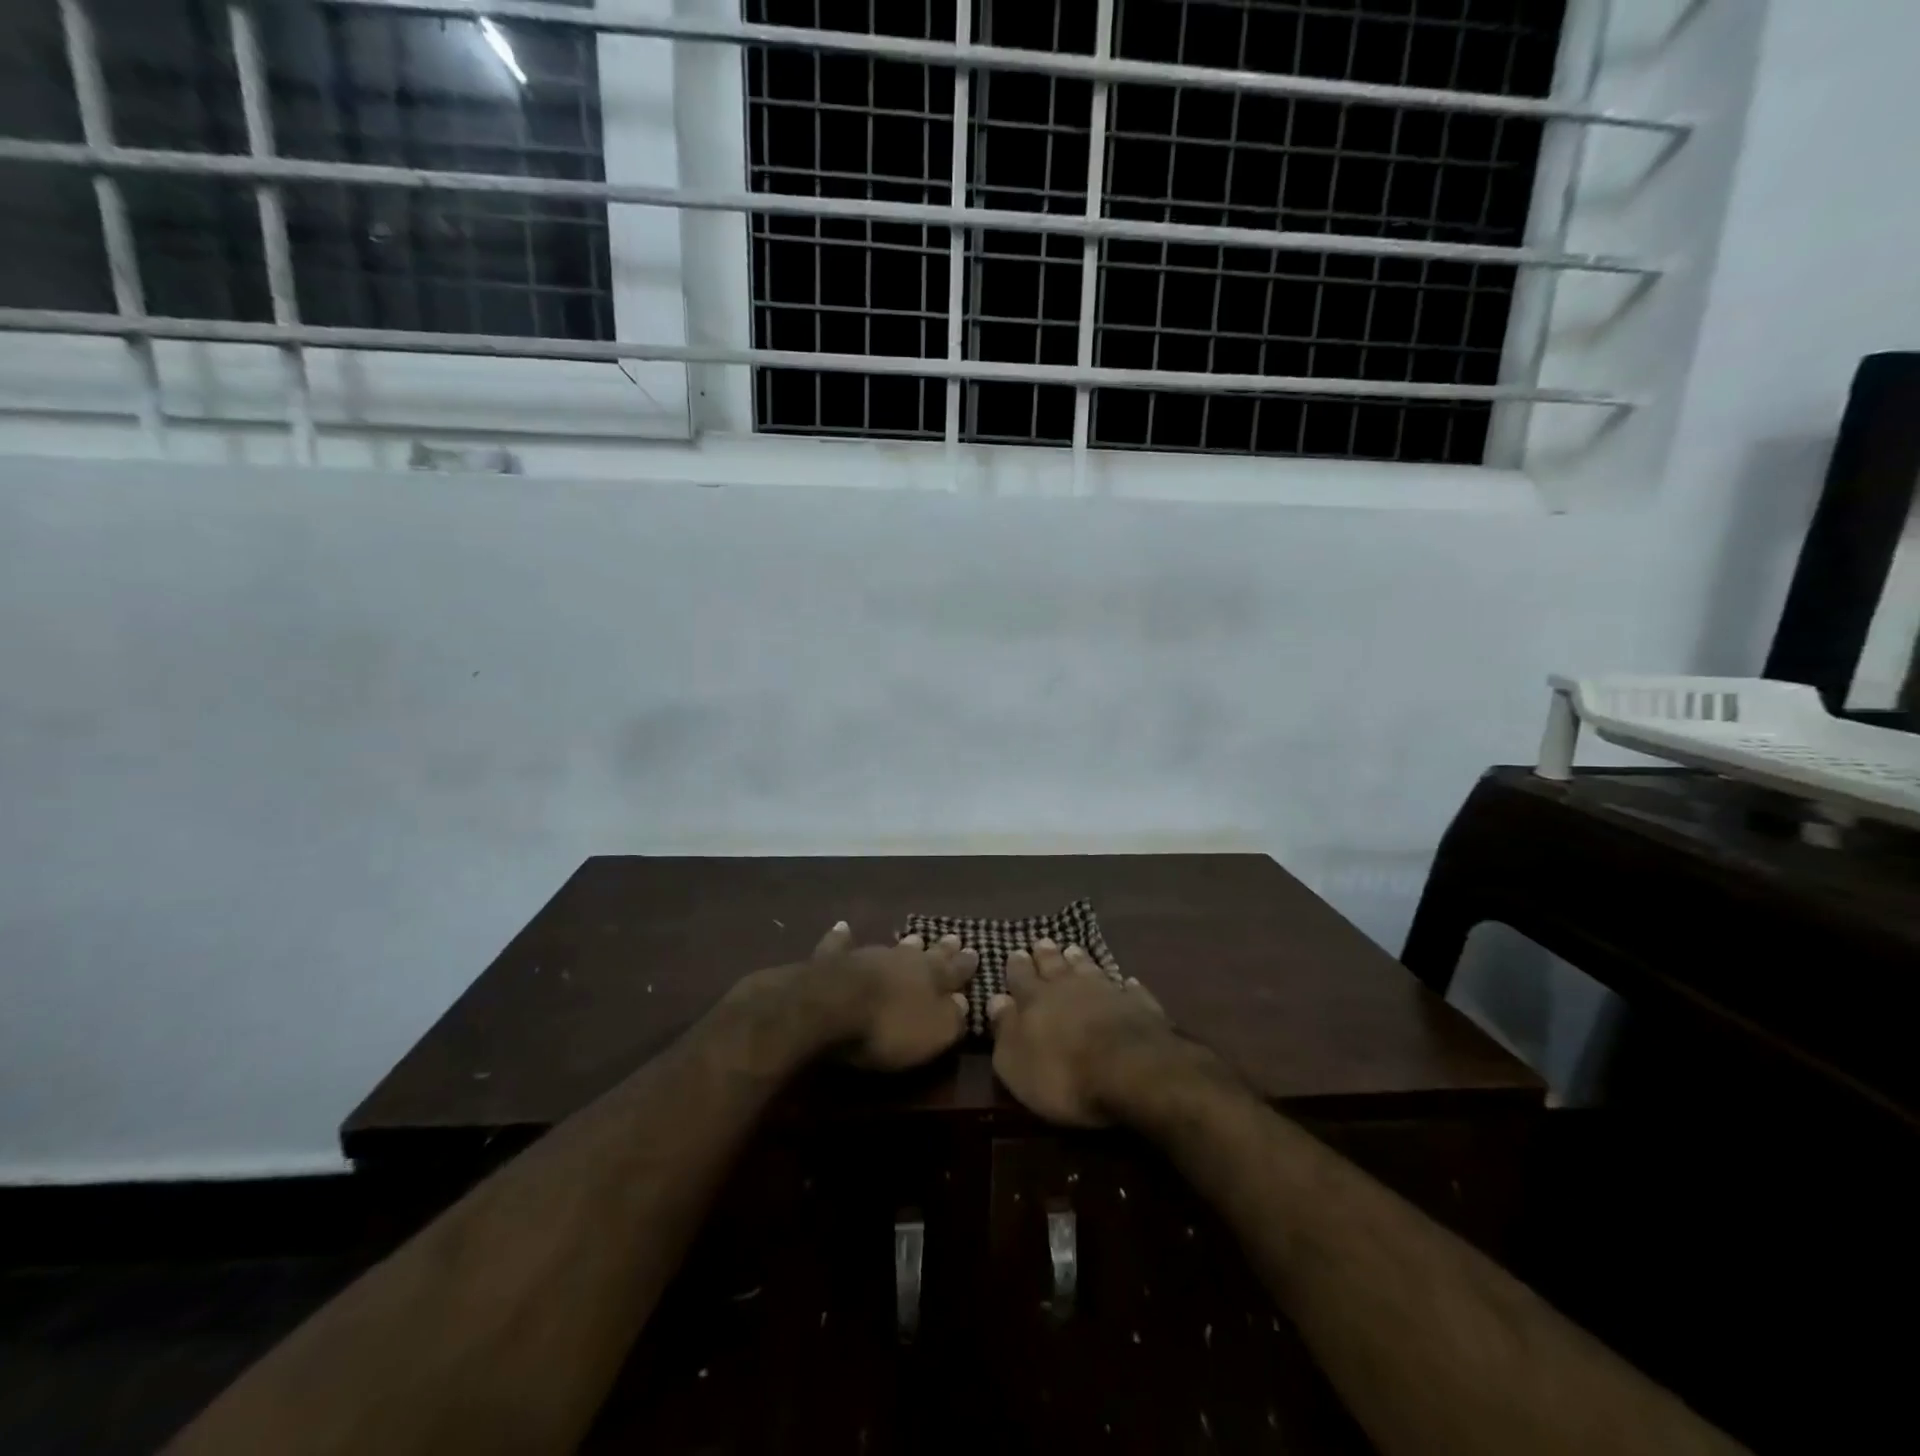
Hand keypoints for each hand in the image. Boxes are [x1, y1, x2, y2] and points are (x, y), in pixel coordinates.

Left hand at [798, 921, 978, 1070]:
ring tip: (915, 937)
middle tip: (954, 937)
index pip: (955, 969)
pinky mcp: (834, 960)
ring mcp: (867, 955)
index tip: (976, 952)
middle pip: (927, 953)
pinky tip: (843, 928)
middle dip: (942, 948)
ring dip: (904, 944)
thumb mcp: (934, 1032)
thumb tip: (964, 1002)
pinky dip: (843, 938)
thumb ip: (953, 1017)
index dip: (966, 964)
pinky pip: (841, 944)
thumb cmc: (889, 1026)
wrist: (831, 1005)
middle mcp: (903, 959)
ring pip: (892, 947)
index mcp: (932, 977)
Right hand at [986, 938, 1179, 1125]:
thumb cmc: (1062, 1073)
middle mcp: (1069, 987)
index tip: (1015, 952)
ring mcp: (1107, 992)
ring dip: (1080, 960)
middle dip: (1046, 954)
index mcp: (1035, 999)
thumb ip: (1004, 1029)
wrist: (1128, 1070)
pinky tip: (1127, 982)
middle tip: (1043, 942)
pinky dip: (1125, 985)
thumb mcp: (1016, 1062)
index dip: (1017, 966)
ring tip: (1074, 950)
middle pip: (1054, 965)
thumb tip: (996, 999)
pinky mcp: (1139, 1005)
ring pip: (1089, 969)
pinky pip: (1129, 990)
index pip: (1021, 977)